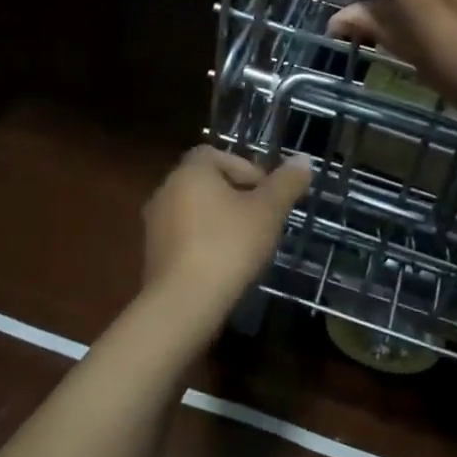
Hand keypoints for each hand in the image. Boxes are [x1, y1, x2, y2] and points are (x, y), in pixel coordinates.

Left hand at [140, 147, 311, 330]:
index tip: (266, 194)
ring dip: (219, 220)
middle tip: (262, 219)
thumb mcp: (268, 212)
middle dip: (235, 196)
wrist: (183, 302)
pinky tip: (224, 264)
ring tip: (246, 244)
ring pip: (194, 211)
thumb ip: (286, 183)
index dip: (245, 168)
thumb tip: (303, 159)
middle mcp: (166, 190)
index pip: (216, 154)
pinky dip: (204, 242)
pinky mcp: (152, 254)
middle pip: (205, 182)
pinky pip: (184, 237)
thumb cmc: (229, 245)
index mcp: (190, 171)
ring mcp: (155, 224)